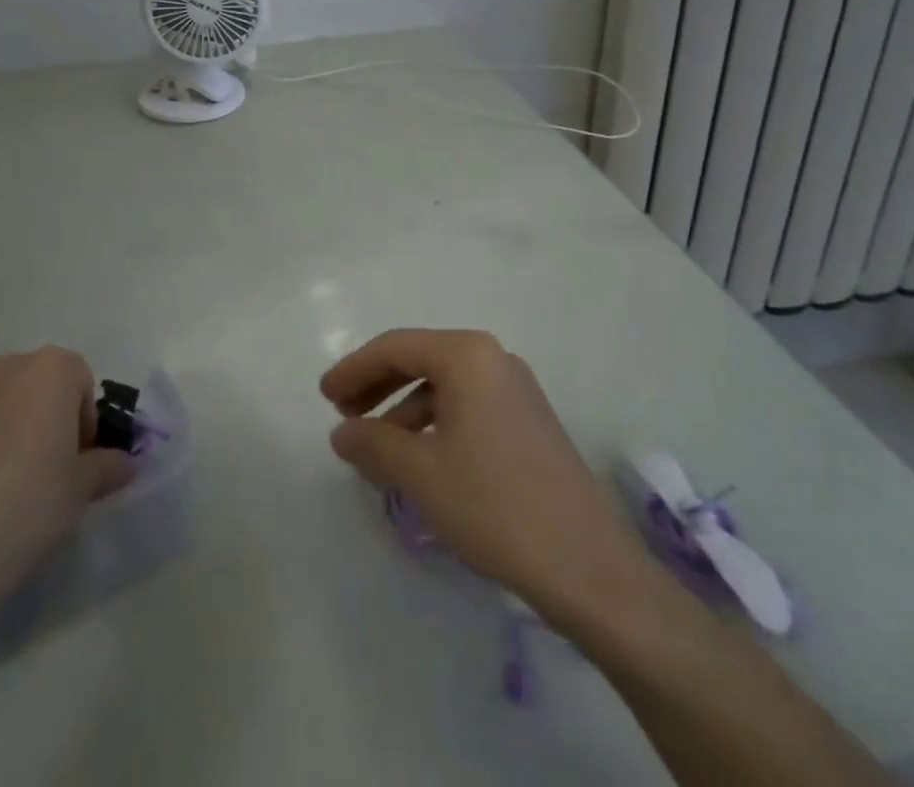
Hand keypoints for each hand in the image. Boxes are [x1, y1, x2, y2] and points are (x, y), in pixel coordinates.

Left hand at [0, 346, 134, 650]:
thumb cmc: (25, 510)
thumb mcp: (81, 492)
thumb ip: (108, 466)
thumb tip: (123, 461)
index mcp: (47, 372)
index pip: (81, 380)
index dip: (86, 420)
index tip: (79, 463)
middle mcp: (3, 369)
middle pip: (40, 385)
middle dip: (50, 419)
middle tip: (50, 473)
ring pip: (2, 405)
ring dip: (13, 431)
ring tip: (9, 488)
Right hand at [321, 328, 668, 636]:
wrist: (588, 567)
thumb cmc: (495, 505)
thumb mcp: (421, 473)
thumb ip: (373, 443)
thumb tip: (341, 433)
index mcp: (467, 355)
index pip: (395, 347)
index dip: (353, 369)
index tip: (324, 397)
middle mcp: (493, 359)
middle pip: (419, 359)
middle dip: (377, 385)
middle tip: (343, 414)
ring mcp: (516, 389)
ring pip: (443, 385)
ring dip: (403, 408)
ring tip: (376, 445)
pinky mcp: (528, 421)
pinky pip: (467, 406)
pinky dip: (434, 423)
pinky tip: (419, 459)